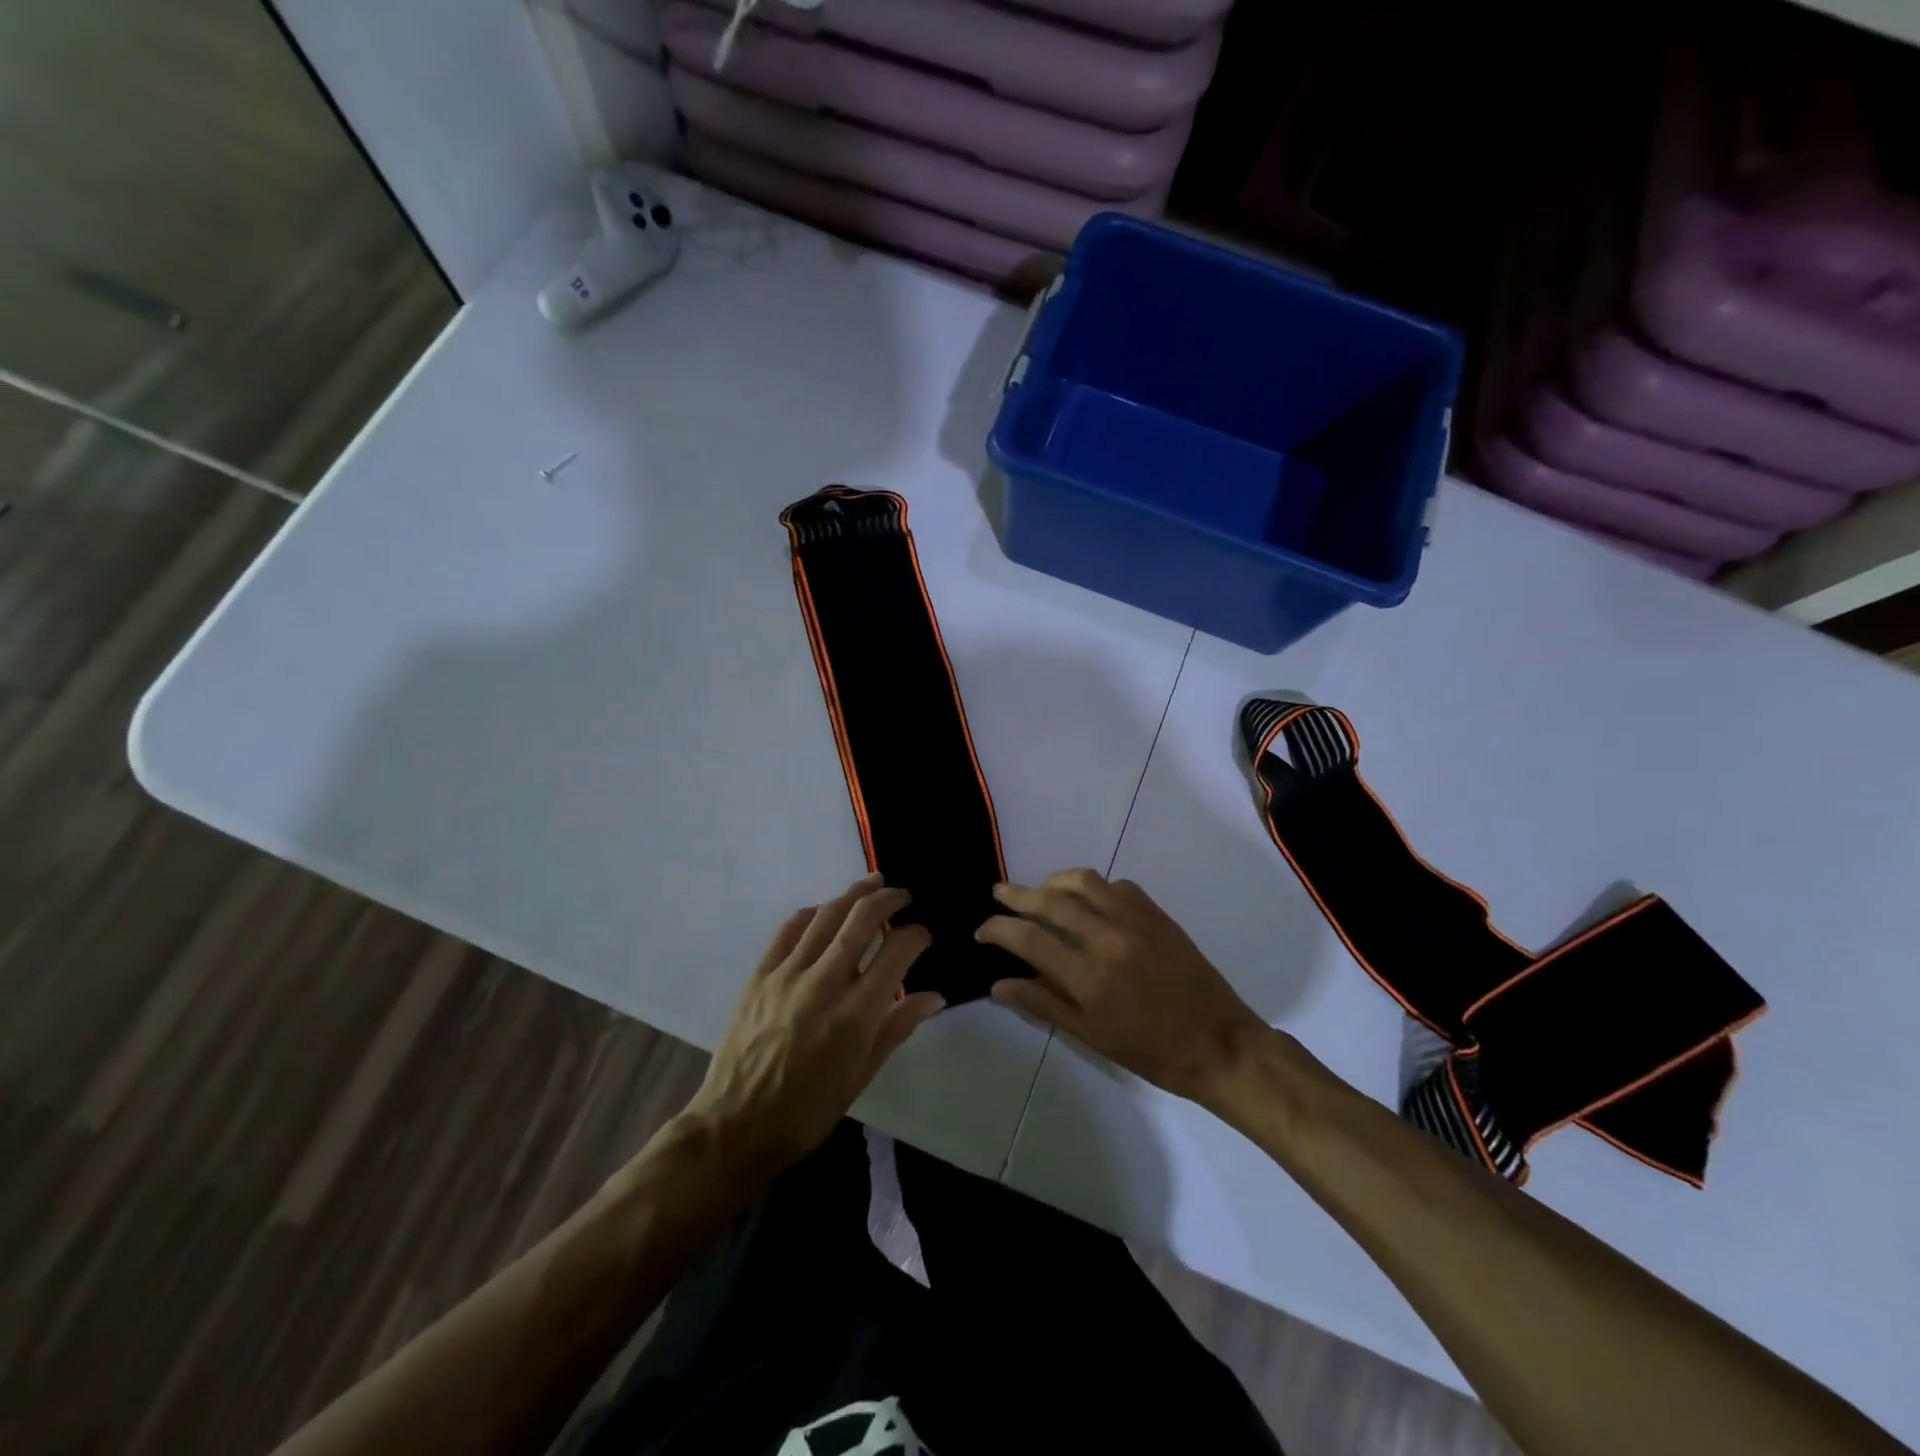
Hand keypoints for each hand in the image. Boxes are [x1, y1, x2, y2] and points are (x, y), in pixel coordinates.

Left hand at [682, 874, 944, 1189]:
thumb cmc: (808, 1110)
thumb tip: (935, 996)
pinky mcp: (759, 975)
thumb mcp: (862, 1075)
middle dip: (888, 900)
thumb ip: (898, 1027)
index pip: (896, 953)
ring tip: (873, 883)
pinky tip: (826, 909)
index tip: (923, 935)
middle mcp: (823, 985)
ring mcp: (786, 975)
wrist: (737, 1125)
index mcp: (855, 1016)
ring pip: (826, 915)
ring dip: (853, 894)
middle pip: (861, 920)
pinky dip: (813, 912)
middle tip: (903, 896)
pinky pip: (789, 929)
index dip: (916, 935)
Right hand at [978, 869, 1268, 1106]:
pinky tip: (1087, 900)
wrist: (1219, 1043)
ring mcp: (1136, 921)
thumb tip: (998, 985)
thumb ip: (1043, 1004)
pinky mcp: (1157, 914)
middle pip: (1051, 901)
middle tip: (999, 893)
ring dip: (1054, 881)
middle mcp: (1109, 939)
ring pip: (1084, 881)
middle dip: (1018, 895)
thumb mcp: (1092, 1037)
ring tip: (1040, 890)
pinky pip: (1117, 886)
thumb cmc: (1151, 1052)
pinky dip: (1094, 887)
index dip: (998, 929)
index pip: (1029, 939)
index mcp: (1089, 977)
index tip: (982, 930)